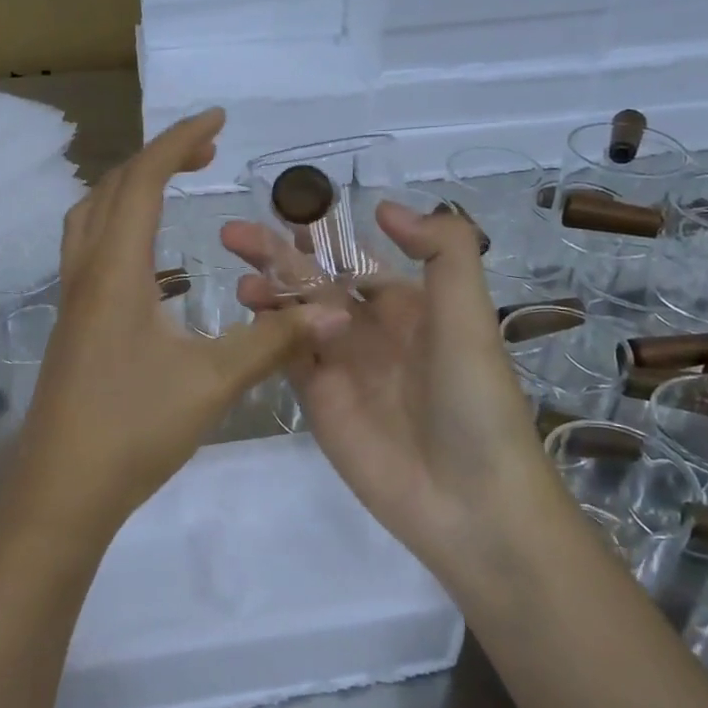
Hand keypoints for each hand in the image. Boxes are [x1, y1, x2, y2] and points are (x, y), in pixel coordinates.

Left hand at [4, 109, 348, 548]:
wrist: (60, 492)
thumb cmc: (131, 429)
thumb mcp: (211, 382)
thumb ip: (271, 342)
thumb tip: (334, 313)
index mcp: (116, 271)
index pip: (143, 181)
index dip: (179, 141)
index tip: (217, 119)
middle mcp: (86, 273)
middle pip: (110, 189)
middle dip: (157, 158)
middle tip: (204, 152)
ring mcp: (72, 301)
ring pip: (90, 218)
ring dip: (128, 188)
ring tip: (172, 188)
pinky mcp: (72, 326)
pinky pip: (89, 250)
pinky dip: (118, 226)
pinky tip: (150, 261)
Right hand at [224, 200, 546, 575]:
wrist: (468, 500)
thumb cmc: (473, 398)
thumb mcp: (469, 315)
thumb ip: (442, 252)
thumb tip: (383, 207)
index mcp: (407, 304)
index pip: (354, 259)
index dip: (321, 235)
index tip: (285, 212)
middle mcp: (369, 329)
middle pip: (314, 281)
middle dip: (277, 256)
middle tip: (235, 234)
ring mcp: (340, 365)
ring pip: (293, 315)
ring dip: (267, 292)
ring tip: (240, 277)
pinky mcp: (318, 399)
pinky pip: (286, 355)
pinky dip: (265, 332)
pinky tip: (247, 313)